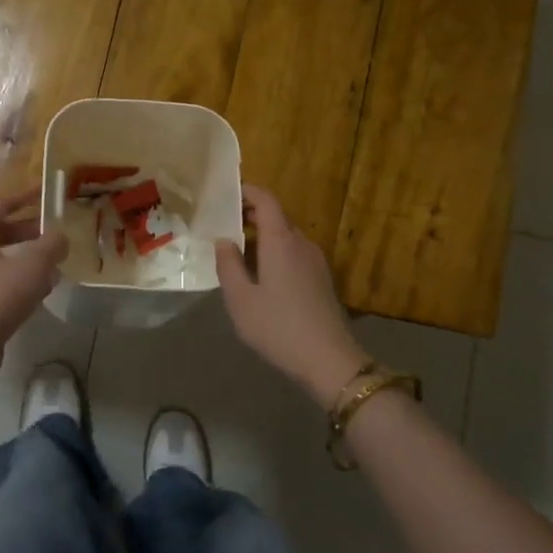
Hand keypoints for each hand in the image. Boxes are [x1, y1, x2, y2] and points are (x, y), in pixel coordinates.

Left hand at [0, 191, 68, 392]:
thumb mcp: (32, 267)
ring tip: (53, 266)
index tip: (45, 193)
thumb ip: (51, 246)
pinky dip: (15, 281)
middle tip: (54, 235)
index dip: (25, 198)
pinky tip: (39, 292)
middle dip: (28, 234)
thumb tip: (61, 237)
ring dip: (25, 260)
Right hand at [215, 184, 366, 405]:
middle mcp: (302, 244)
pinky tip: (263, 277)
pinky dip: (277, 253)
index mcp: (281, 241)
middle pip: (278, 217)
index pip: (266, 201)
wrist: (328, 360)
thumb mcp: (240, 300)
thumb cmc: (278, 327)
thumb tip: (224, 241)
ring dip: (264, 237)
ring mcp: (316, 262)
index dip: (248, 192)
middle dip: (252, 216)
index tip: (228, 195)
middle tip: (226, 226)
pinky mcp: (323, 280)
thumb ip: (228, 266)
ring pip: (287, 237)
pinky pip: (296, 254)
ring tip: (240, 254)